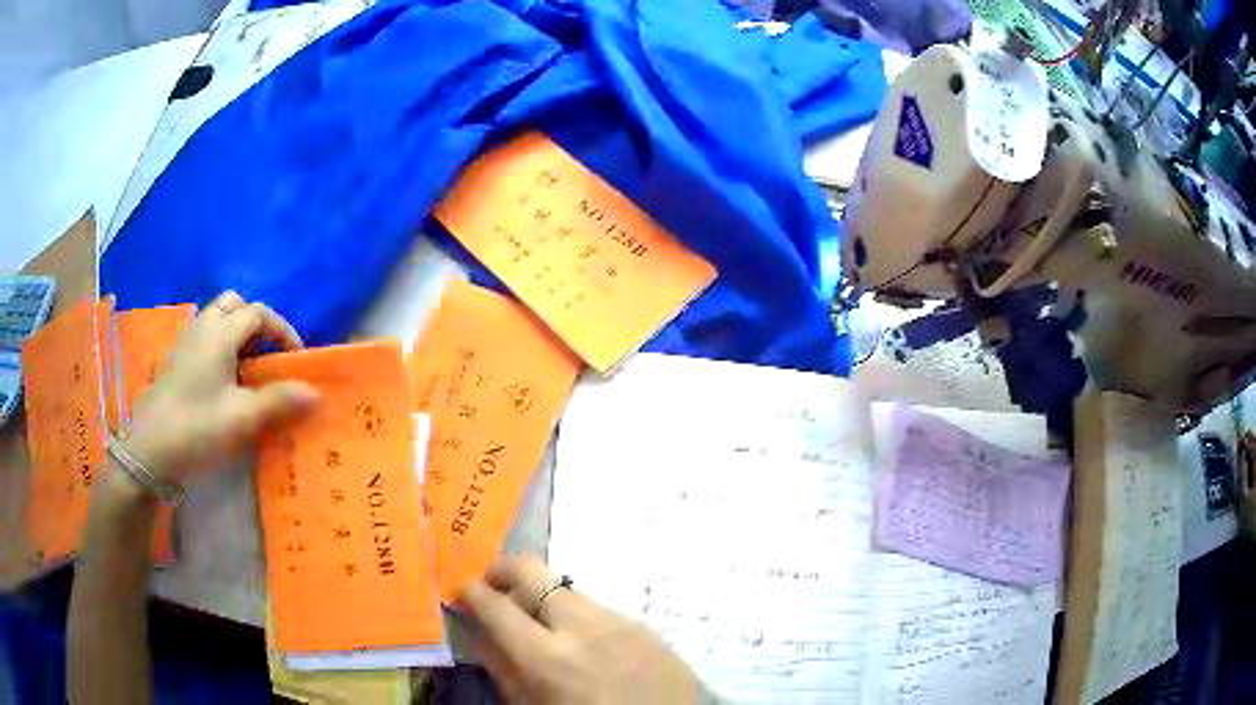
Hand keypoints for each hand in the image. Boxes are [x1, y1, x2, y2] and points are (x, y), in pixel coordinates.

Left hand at [125, 290, 319, 483]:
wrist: (150, 450)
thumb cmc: (197, 428)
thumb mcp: (242, 418)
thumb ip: (278, 401)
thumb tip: (315, 392)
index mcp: (220, 332)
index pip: (259, 313)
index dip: (283, 331)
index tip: (297, 360)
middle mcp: (203, 326)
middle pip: (235, 305)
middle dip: (257, 324)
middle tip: (268, 357)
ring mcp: (186, 341)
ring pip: (217, 319)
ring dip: (238, 334)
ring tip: (248, 370)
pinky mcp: (177, 360)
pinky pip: (205, 336)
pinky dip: (222, 345)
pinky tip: (224, 381)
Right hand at [457, 555, 704, 703]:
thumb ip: (502, 668)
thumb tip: (480, 631)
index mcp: (547, 657)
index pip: (494, 604)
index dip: (471, 593)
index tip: (464, 594)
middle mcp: (582, 626)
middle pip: (531, 569)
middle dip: (503, 572)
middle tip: (495, 589)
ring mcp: (618, 621)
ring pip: (567, 589)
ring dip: (545, 600)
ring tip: (546, 629)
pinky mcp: (644, 625)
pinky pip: (600, 609)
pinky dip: (581, 619)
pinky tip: (588, 645)